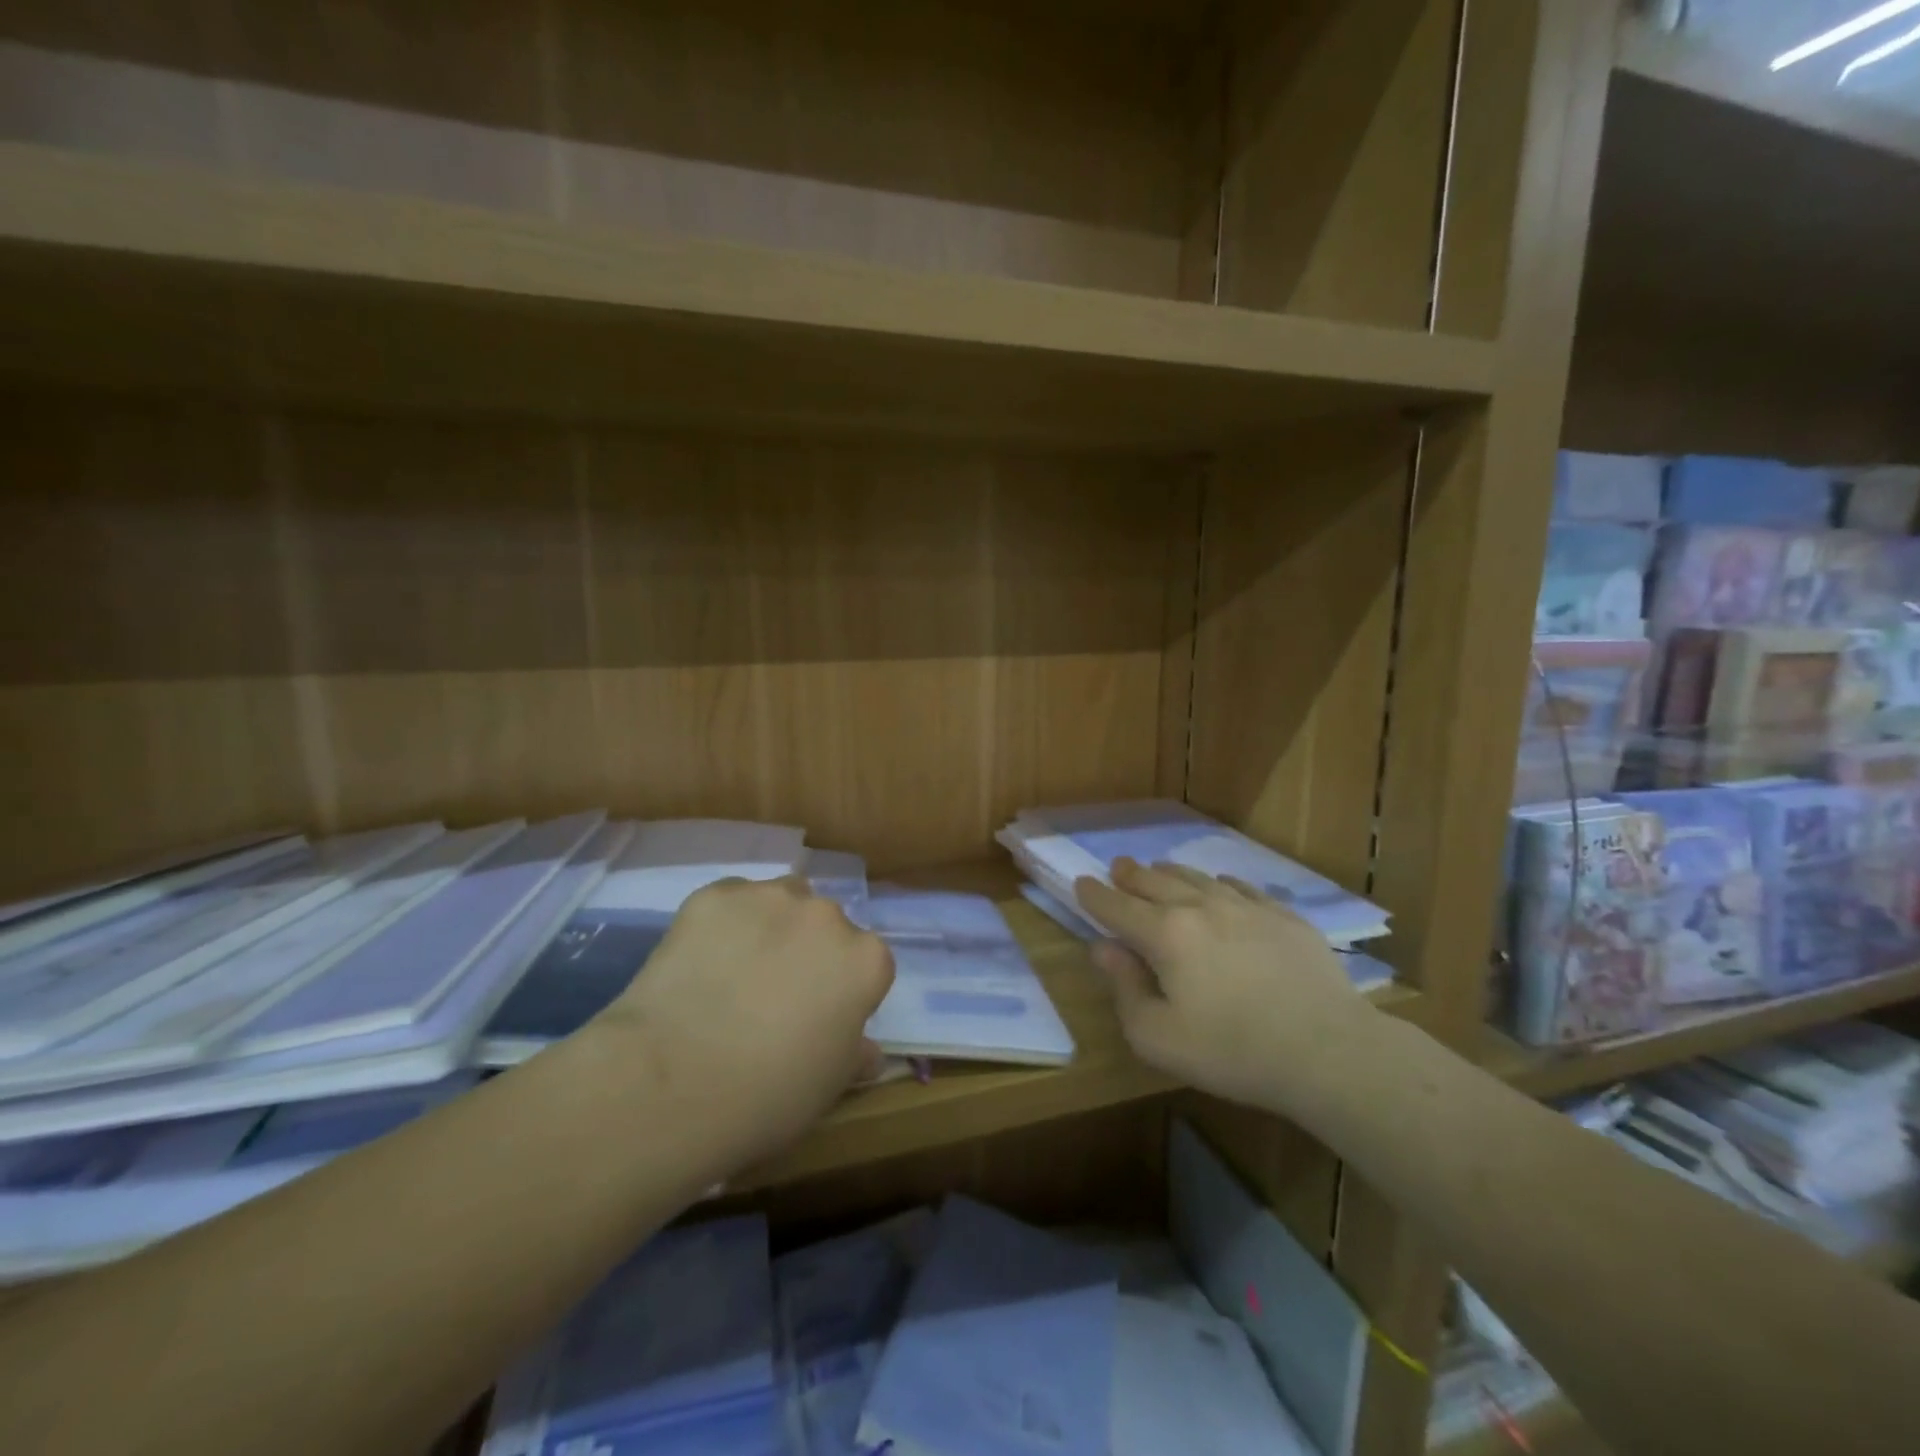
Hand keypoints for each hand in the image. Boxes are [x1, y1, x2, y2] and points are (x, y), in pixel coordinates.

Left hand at [592, 876, 893, 1172]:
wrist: (672, 1082)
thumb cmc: (768, 1095)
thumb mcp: (828, 1087)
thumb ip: (854, 1054)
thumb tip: (866, 1049)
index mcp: (865, 960)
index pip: (867, 964)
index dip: (843, 991)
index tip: (818, 1018)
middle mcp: (826, 915)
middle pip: (825, 925)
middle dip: (808, 952)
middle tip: (774, 995)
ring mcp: (769, 897)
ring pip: (780, 902)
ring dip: (771, 926)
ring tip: (735, 970)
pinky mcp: (715, 895)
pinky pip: (730, 902)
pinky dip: (723, 924)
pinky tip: (700, 961)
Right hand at [1075, 859, 1370, 1114]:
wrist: (1328, 1050)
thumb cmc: (1233, 1051)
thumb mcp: (1158, 1037)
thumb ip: (1124, 988)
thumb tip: (1103, 949)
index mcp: (1165, 934)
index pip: (1117, 906)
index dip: (1094, 895)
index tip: (1081, 883)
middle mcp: (1200, 907)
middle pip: (1155, 881)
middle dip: (1130, 874)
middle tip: (1118, 867)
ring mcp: (1245, 907)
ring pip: (1196, 878)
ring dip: (1170, 873)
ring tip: (1159, 870)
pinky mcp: (1283, 915)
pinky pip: (1241, 887)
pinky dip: (1219, 883)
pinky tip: (1220, 887)